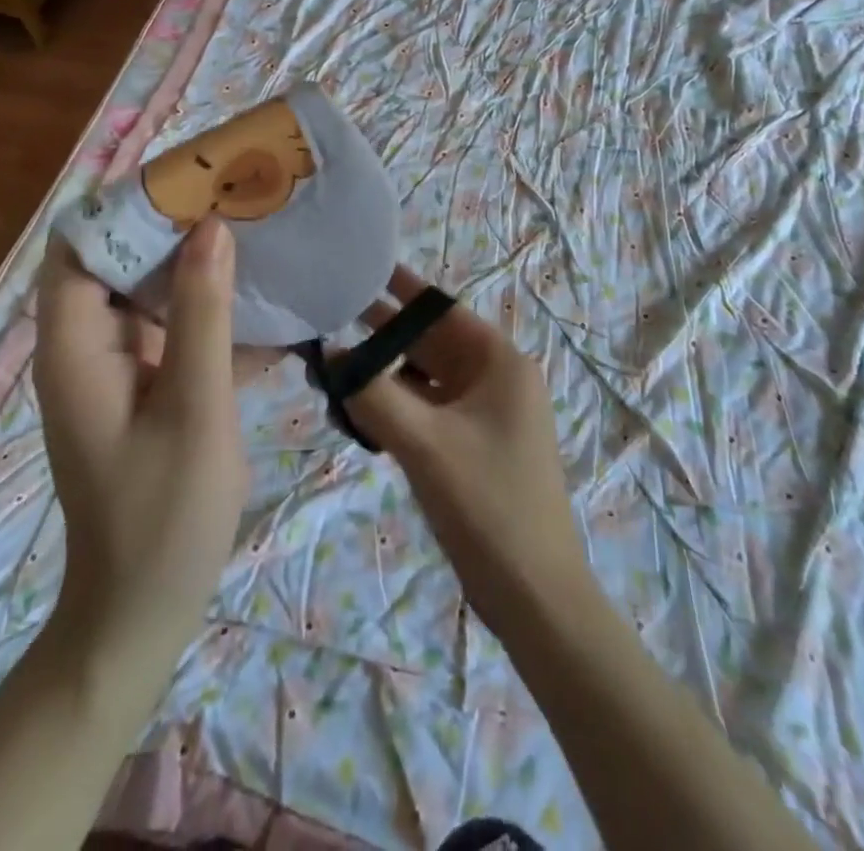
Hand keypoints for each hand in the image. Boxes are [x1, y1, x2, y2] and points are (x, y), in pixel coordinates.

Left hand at [32, 217, 249, 667]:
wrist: (142, 615)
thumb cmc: (163, 516)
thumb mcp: (193, 407)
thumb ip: (201, 315)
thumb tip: (210, 229)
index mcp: (76, 347)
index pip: (79, 247)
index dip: (125, 206)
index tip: (188, 178)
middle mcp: (86, 348)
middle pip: (117, 263)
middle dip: (172, 228)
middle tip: (234, 197)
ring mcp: (115, 372)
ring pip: (150, 297)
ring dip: (198, 269)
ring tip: (256, 234)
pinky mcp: (144, 392)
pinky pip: (174, 335)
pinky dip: (211, 316)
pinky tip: (268, 309)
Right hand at [345, 267, 590, 637]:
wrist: (536, 597)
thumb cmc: (487, 505)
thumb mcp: (424, 443)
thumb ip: (372, 393)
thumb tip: (328, 355)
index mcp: (499, 362)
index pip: (441, 309)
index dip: (399, 288)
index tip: (357, 266)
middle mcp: (495, 378)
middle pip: (430, 341)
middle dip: (382, 330)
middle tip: (327, 311)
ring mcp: (485, 413)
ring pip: (426, 376)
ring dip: (385, 370)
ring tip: (332, 357)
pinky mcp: (473, 444)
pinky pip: (428, 408)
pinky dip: (396, 403)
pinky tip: (358, 405)